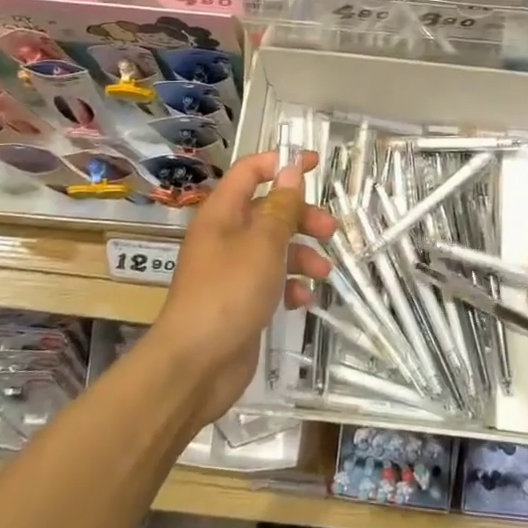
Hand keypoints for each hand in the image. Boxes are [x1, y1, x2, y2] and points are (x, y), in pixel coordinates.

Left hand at [151, 150, 333, 427]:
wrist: (196, 365)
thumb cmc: (229, 292)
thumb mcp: (263, 243)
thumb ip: (281, 206)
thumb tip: (290, 170)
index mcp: (222, 213)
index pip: (250, 172)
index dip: (280, 163)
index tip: (314, 163)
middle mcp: (225, 236)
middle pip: (268, 210)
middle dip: (301, 217)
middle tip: (330, 230)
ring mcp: (232, 270)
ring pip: (274, 247)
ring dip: (302, 254)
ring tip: (325, 272)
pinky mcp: (240, 300)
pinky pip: (271, 281)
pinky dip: (290, 285)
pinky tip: (303, 300)